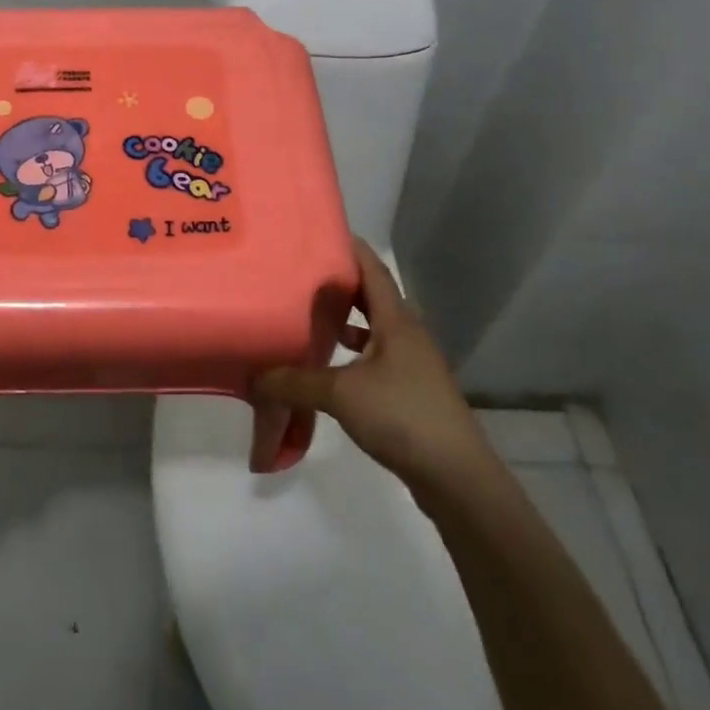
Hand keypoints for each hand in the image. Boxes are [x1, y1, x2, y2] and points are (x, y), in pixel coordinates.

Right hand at [253, 239, 489, 487]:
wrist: (456, 477)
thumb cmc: (402, 415)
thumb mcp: (340, 394)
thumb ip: (294, 382)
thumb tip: (253, 376)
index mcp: (396, 320)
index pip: (372, 269)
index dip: (349, 247)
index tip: (318, 231)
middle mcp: (407, 334)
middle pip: (372, 296)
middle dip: (340, 282)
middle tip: (301, 271)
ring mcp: (411, 364)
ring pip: (374, 328)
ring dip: (346, 319)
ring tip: (308, 313)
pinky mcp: (410, 391)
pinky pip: (375, 356)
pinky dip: (352, 352)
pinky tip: (328, 364)